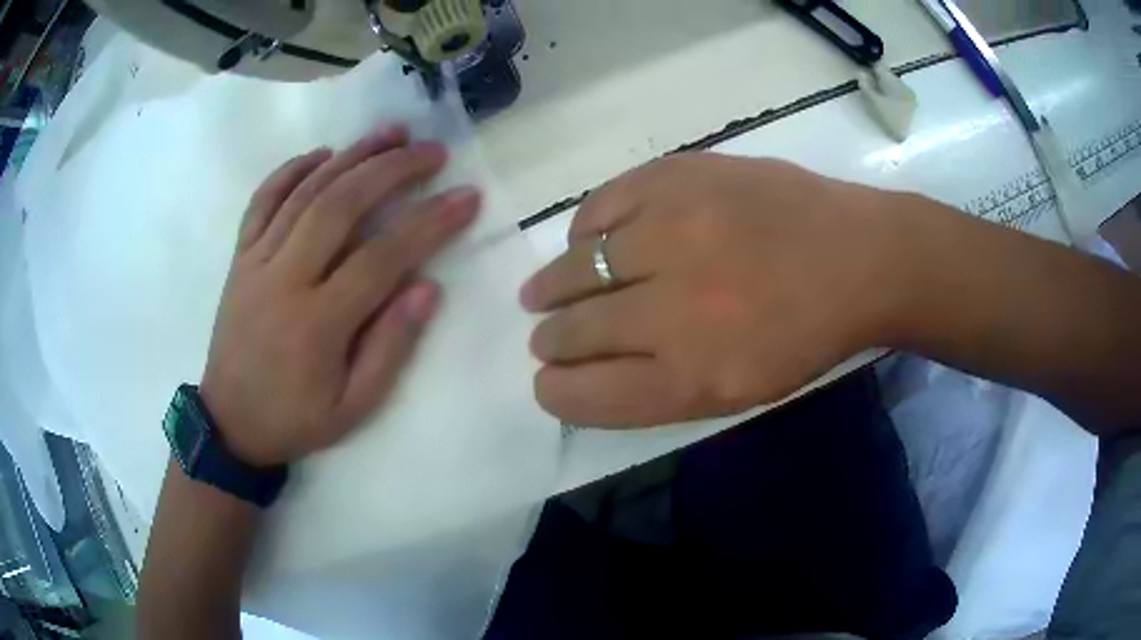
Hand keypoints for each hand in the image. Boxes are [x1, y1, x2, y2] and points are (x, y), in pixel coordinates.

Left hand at [200, 127, 479, 465]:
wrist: (230, 423)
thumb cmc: (295, 419)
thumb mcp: (353, 407)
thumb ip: (389, 348)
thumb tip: (427, 288)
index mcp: (316, 324)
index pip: (381, 258)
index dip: (429, 223)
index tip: (466, 196)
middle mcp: (283, 280)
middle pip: (340, 206)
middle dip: (391, 170)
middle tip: (431, 150)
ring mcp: (256, 263)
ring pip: (305, 193)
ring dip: (350, 156)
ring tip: (391, 132)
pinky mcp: (239, 257)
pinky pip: (262, 201)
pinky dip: (291, 170)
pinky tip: (322, 153)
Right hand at [521, 153, 909, 426]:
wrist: (859, 257)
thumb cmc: (805, 334)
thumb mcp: (738, 391)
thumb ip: (659, 386)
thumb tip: (589, 368)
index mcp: (692, 377)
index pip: (586, 394)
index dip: (556, 391)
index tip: (547, 381)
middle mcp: (672, 310)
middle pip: (573, 332)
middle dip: (549, 340)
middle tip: (544, 337)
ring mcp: (672, 234)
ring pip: (575, 268)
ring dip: (552, 287)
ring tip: (544, 292)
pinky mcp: (679, 179)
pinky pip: (599, 207)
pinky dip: (583, 231)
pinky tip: (587, 241)